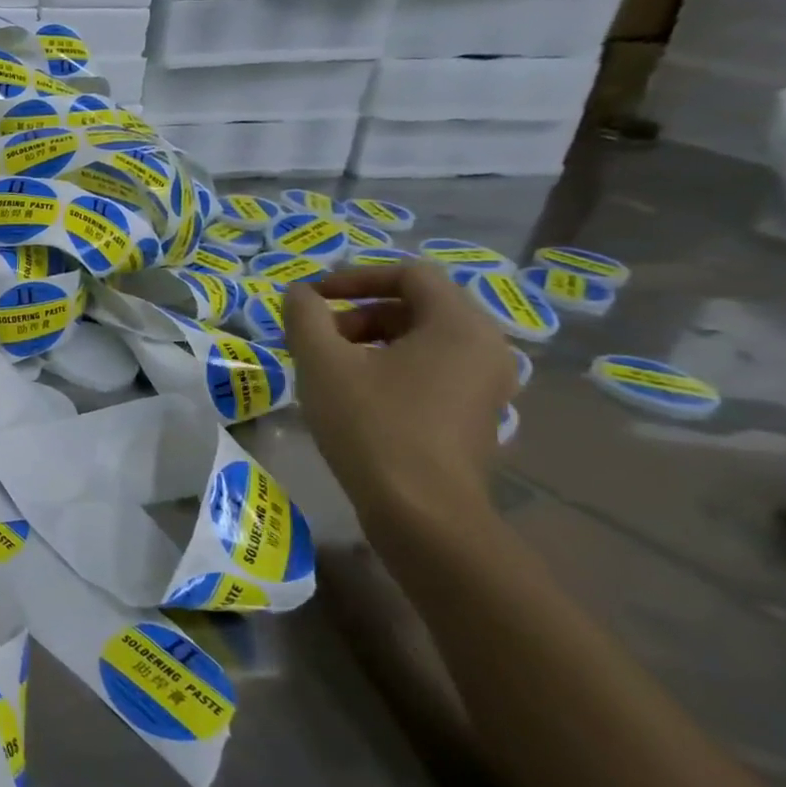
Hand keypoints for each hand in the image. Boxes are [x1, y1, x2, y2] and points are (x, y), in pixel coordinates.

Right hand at [284, 262, 517, 540]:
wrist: (421, 513)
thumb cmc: (372, 425)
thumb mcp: (322, 362)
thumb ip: (305, 316)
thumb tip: (299, 293)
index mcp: (459, 324)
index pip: (409, 273)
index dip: (353, 277)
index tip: (311, 298)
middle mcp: (486, 347)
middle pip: (416, 306)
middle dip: (358, 313)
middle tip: (316, 338)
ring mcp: (487, 386)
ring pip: (422, 342)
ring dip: (370, 342)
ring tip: (329, 369)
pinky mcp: (476, 417)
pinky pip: (431, 372)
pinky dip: (391, 369)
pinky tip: (355, 398)